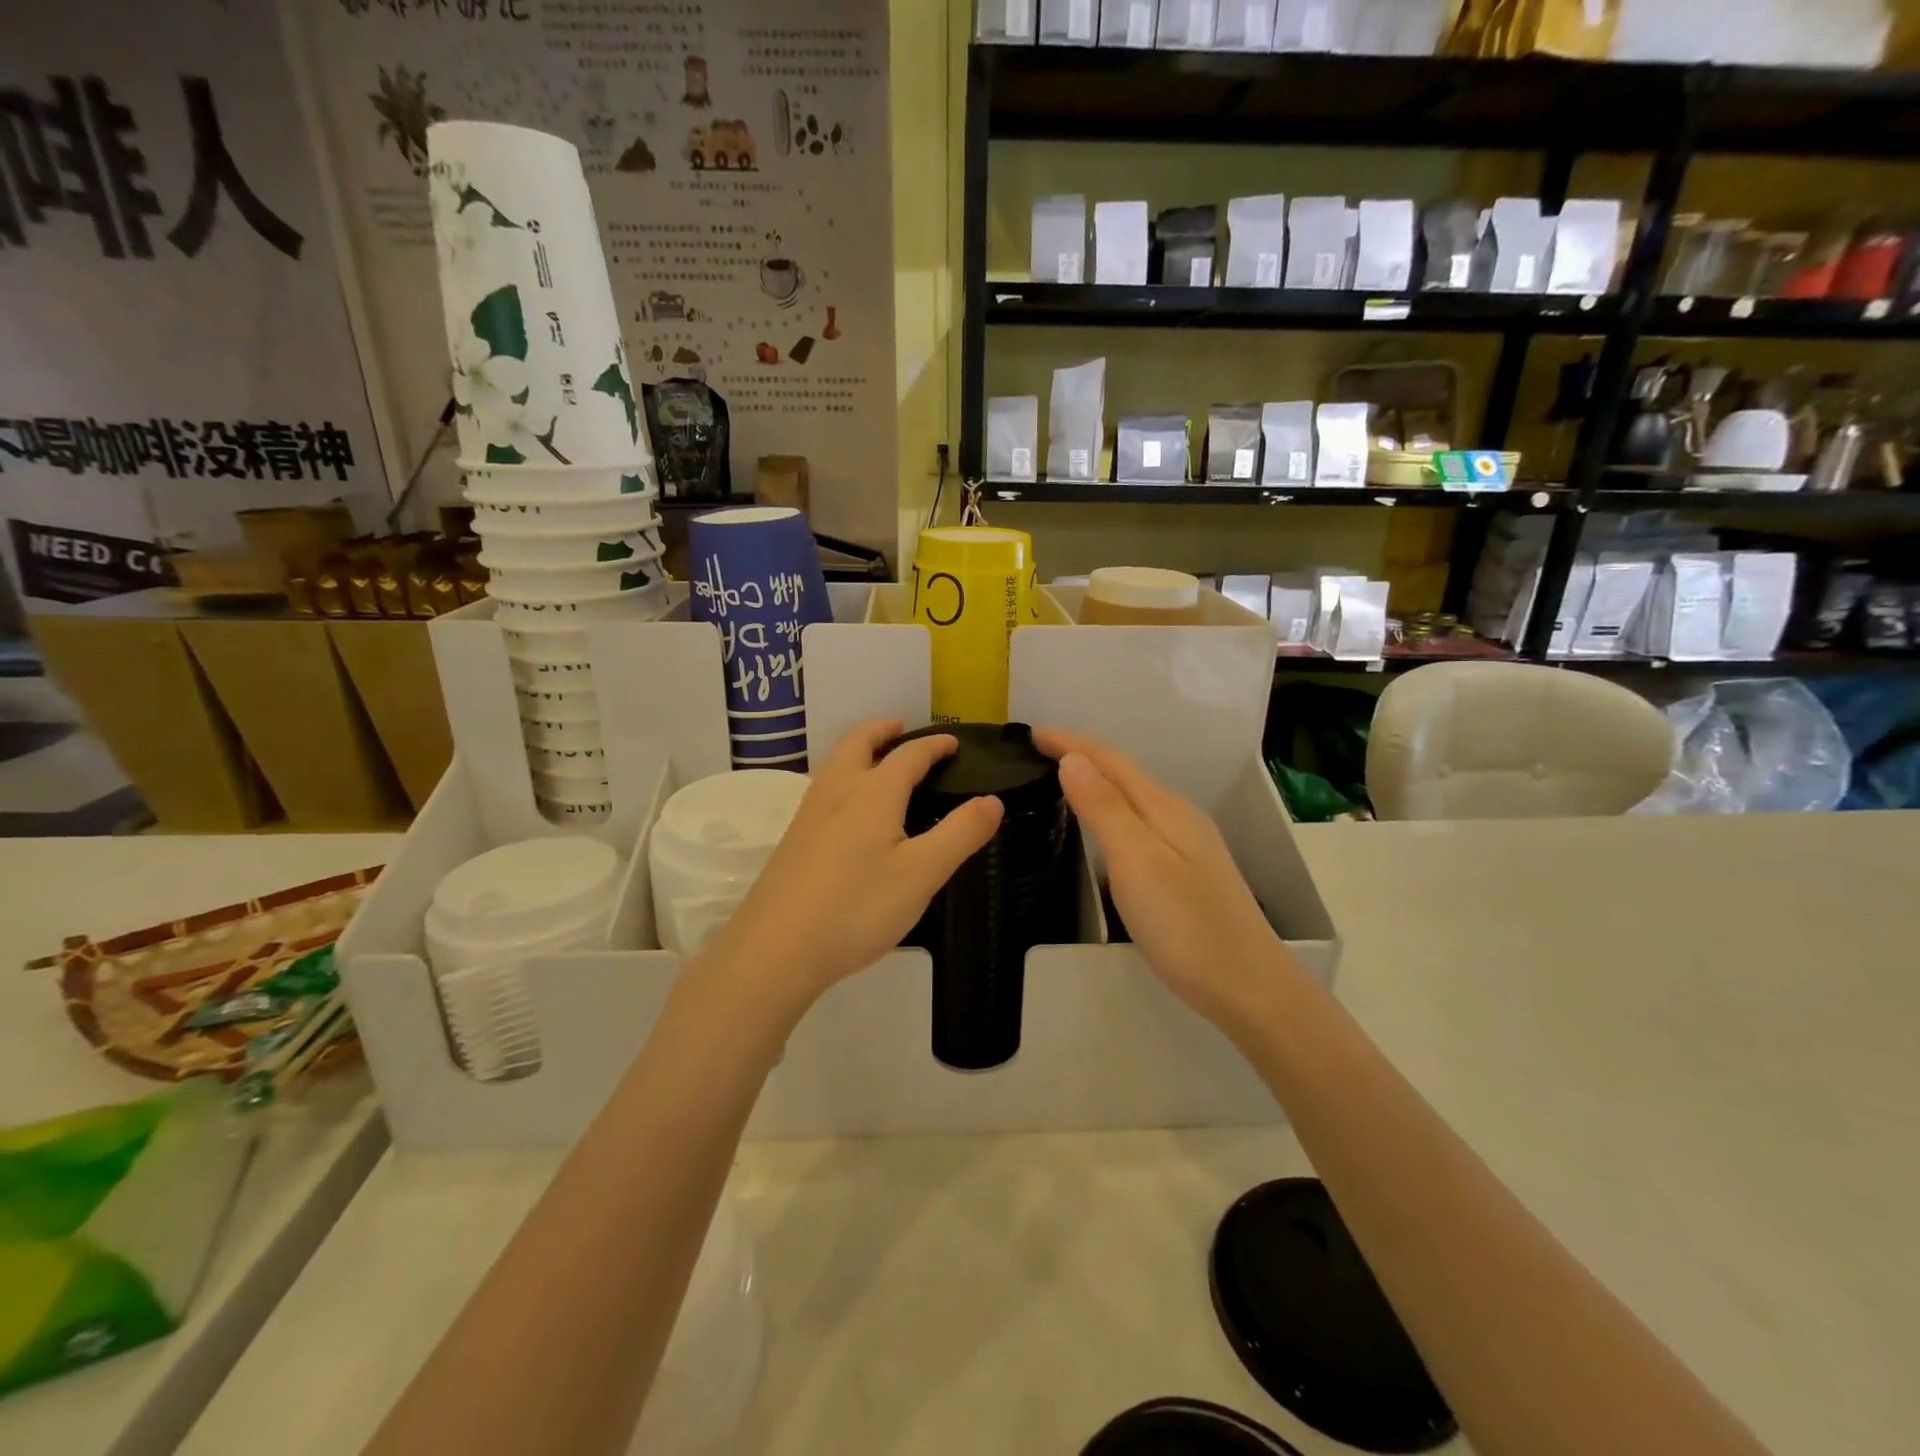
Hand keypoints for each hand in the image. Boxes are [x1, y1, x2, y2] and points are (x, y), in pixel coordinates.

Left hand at [701, 719, 1003, 1013]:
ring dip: (859, 750)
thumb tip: (993, 800)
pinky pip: (824, 789)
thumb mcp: (922, 874)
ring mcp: (809, 815)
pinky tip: (849, 810)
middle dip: (881, 730)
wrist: (776, 949)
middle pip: (858, 743)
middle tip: (901, 728)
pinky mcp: (794, 841)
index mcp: (873, 793)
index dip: (934, 745)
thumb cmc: (857, 907)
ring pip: (835, 764)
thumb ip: (960, 834)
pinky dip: (844, 777)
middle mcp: (837, 792)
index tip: (953, 743)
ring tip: (877, 760)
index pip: (908, 755)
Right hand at [1034, 729, 1286, 1030]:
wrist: (1249, 987)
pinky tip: (1105, 830)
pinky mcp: (1188, 872)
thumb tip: (1074, 759)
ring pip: (1135, 799)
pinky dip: (1113, 813)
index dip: (1072, 743)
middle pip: (1125, 774)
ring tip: (1064, 782)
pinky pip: (1141, 824)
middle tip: (1040, 753)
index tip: (1032, 734)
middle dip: (1083, 757)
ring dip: (1098, 783)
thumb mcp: (1137, 861)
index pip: (1111, 761)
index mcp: (1166, 809)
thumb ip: (1105, 808)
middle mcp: (1179, 817)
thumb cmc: (1186, 925)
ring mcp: (1188, 845)